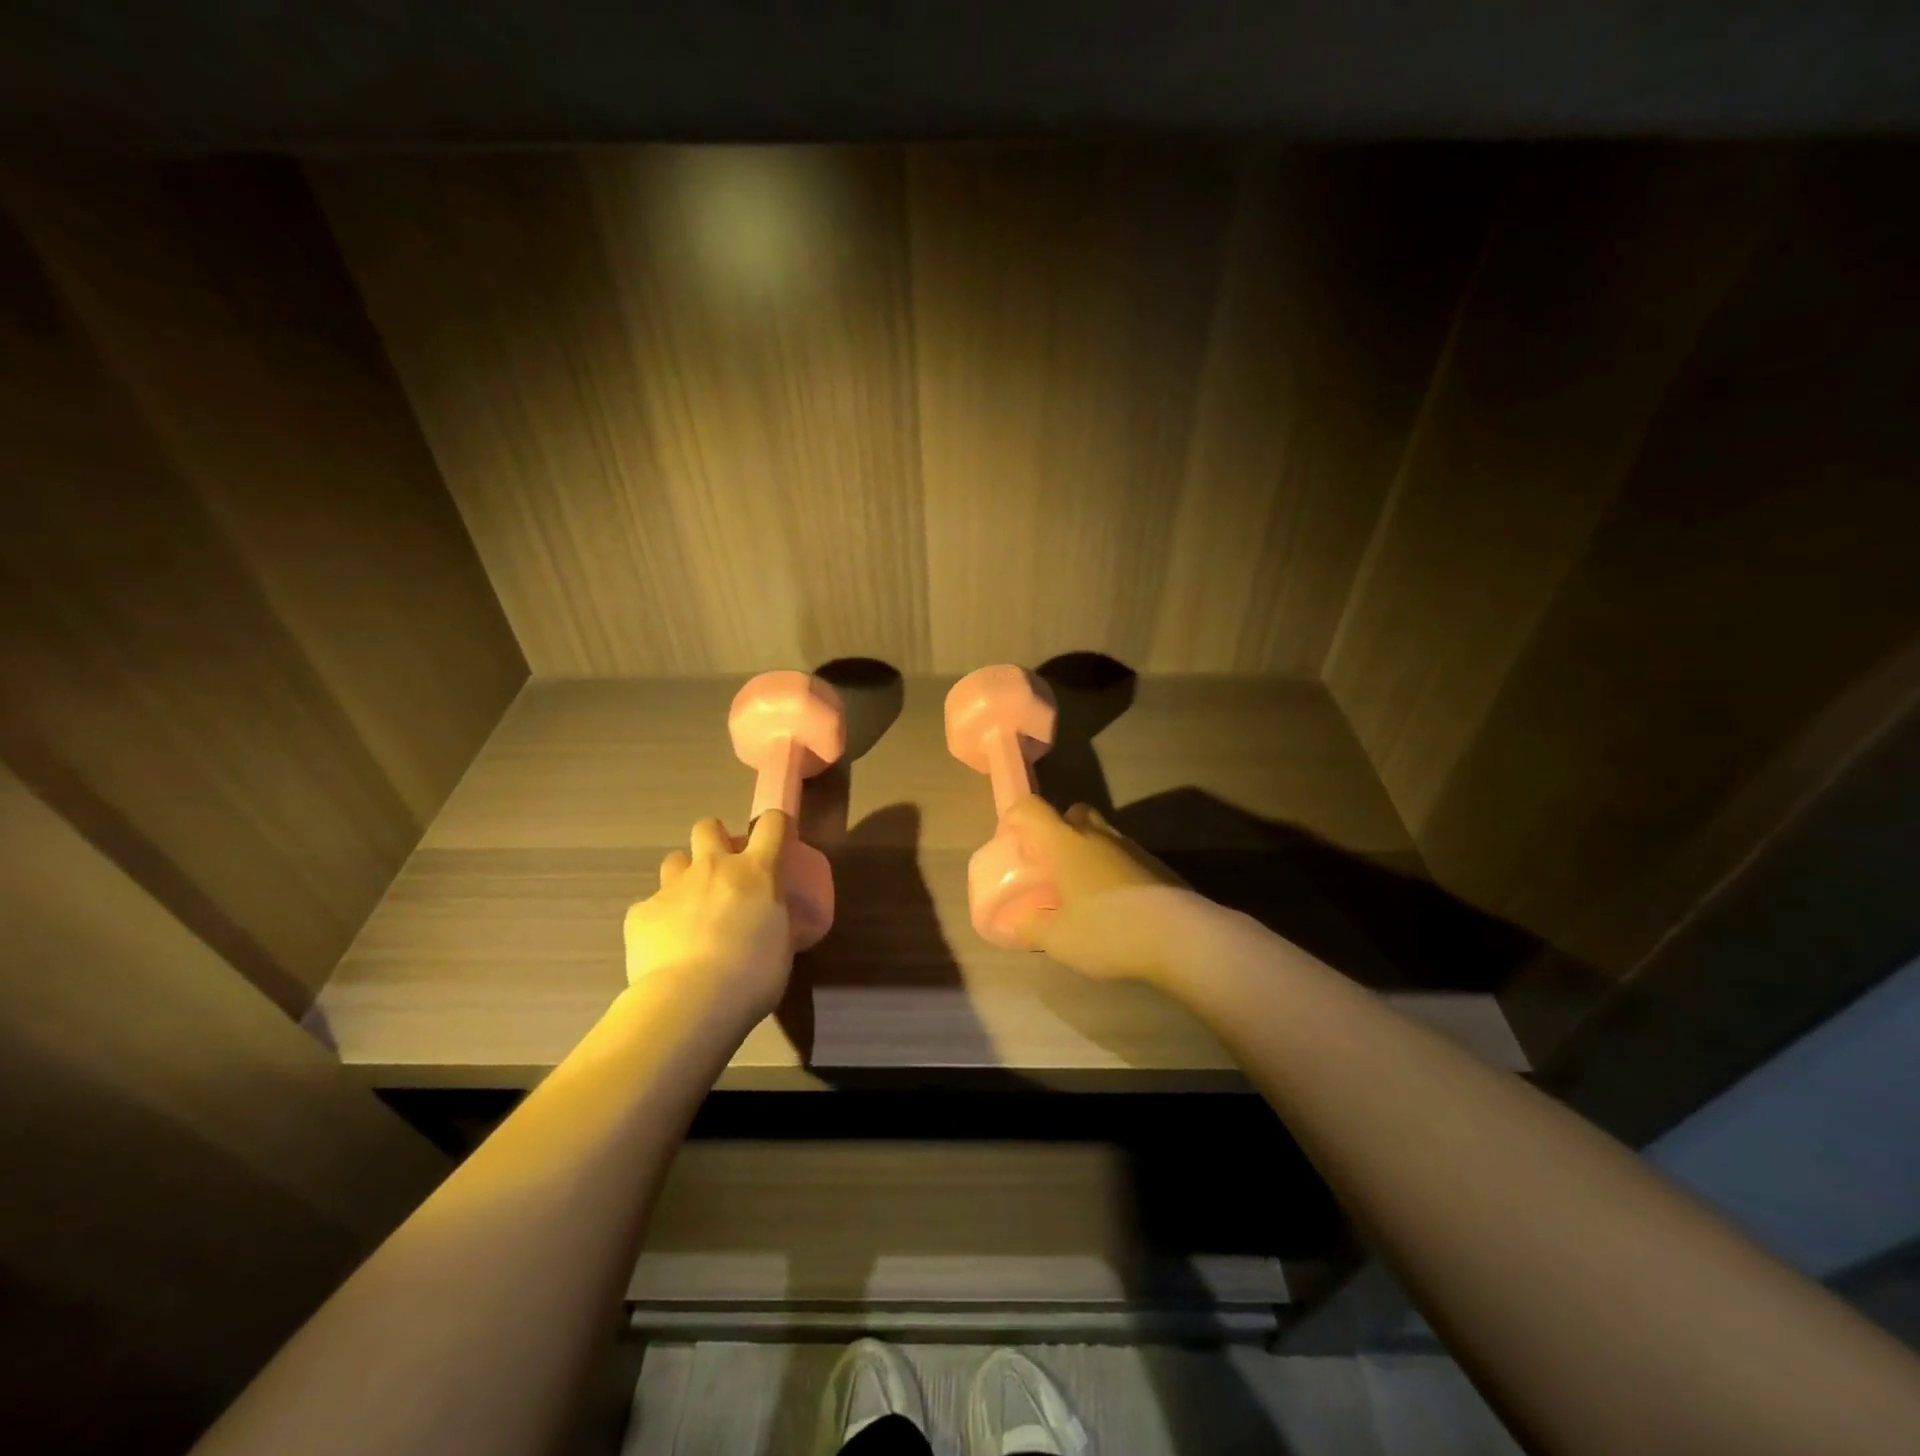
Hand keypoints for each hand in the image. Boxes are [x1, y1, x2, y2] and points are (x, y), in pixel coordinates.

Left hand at [623, 812, 794, 1017]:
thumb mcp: (782, 945)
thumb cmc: (753, 975)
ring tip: (689, 906)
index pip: (772, 824)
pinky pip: (649, 906)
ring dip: (684, 876)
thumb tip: (771, 918)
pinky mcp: (640, 912)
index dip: (775, 825)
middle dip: (714, 839)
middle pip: (708, 827)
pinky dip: (658, 919)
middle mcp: (714, 868)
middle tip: (722, 870)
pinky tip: (663, 945)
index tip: (777, 839)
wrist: (691, 1000)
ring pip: (674, 860)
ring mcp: (673, 887)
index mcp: (756, 872)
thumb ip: (776, 920)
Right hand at [999, 795, 1190, 982]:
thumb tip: (1010, 924)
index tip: (1009, 840)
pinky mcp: (1156, 866)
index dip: (1015, 817)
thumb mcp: (1057, 939)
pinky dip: (1112, 871)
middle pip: (1073, 812)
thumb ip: (1029, 927)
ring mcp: (1132, 848)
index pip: (1032, 808)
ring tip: (1081, 891)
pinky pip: (1124, 857)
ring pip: (1101, 834)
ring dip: (1087, 852)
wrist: (1180, 937)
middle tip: (1049, 864)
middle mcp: (1098, 835)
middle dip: (1057, 830)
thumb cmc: (1108, 930)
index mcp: (1066, 842)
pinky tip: (1113, 905)